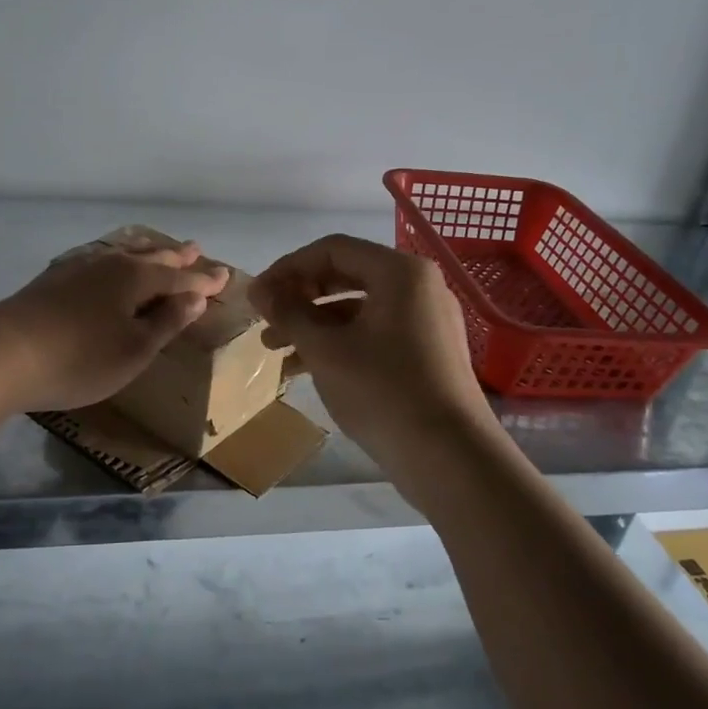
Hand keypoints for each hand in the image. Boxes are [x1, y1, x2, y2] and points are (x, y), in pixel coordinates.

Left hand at [0, 240, 228, 414]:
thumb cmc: (78, 358)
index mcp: (135, 279)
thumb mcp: (134, 349)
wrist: (0, 354)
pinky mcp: (52, 281)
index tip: (224, 276)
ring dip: (145, 252)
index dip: (203, 280)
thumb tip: (195, 298)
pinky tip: (105, 265)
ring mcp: (77, 269)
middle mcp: (109, 264)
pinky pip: (98, 261)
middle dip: (175, 256)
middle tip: (195, 249)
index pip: (179, 278)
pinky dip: (115, 260)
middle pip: (150, 257)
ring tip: (157, 248)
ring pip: (121, 254)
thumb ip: (166, 322)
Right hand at [250, 235, 492, 463]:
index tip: (257, 296)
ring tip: (276, 351)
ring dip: (314, 325)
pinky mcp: (428, 352)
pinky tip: (307, 370)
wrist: (450, 459)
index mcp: (400, 272)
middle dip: (299, 298)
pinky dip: (340, 344)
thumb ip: (289, 313)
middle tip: (266, 322)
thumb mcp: (326, 350)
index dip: (287, 268)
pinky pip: (375, 333)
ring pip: (358, 308)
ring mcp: (426, 320)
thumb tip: (259, 290)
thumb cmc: (383, 392)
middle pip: (346, 276)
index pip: (332, 249)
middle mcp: (418, 286)